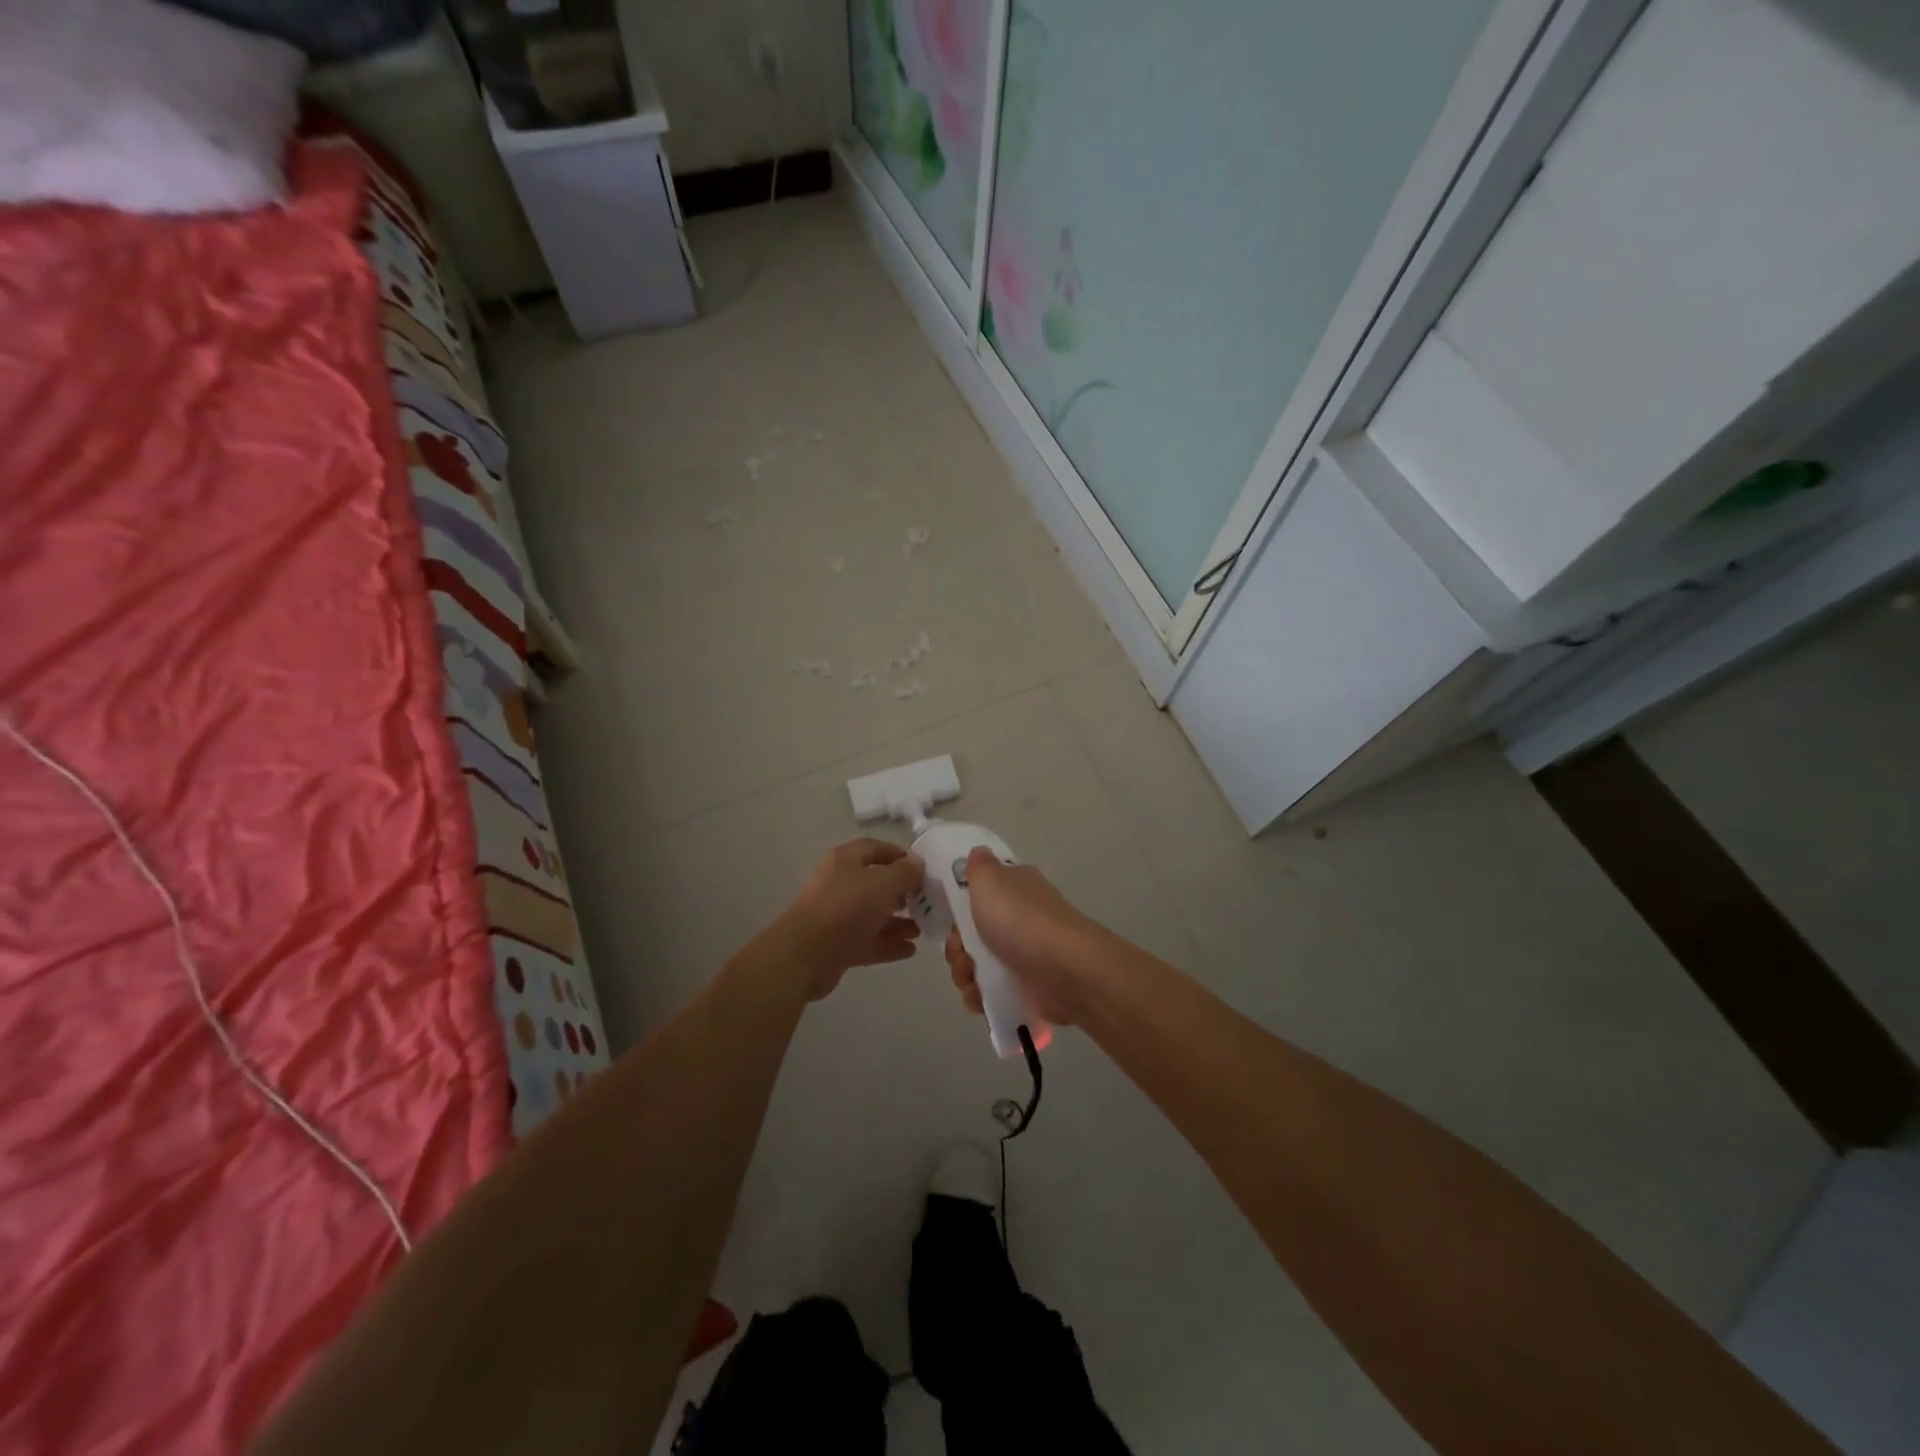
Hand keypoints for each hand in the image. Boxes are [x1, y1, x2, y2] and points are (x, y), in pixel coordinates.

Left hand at [774, 838, 924, 999]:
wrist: (806, 955)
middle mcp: (839, 884)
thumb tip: (917, 862)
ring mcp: (836, 916)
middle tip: (924, 900)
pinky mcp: (837, 945)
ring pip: (872, 915)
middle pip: (874, 883)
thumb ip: (905, 872)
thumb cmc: (847, 908)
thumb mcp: (883, 884)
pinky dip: (888, 944)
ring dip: (897, 921)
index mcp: (845, 861)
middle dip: (901, 892)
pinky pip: (867, 940)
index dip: (898, 855)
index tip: (921, 867)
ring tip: (922, 929)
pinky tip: (910, 950)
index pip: (874, 848)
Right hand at [942, 849, 1100, 1025]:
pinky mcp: (1028, 988)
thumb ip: (978, 865)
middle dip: (958, 948)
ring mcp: (1026, 955)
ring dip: (965, 975)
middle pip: (974, 933)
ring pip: (979, 964)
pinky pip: (993, 992)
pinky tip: (979, 1000)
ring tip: (971, 983)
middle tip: (961, 954)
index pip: (981, 893)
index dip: (959, 908)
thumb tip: (978, 853)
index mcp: (1016, 888)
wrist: (1063, 972)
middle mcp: (1022, 918)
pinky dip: (980, 997)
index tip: (951, 920)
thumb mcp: (990, 879)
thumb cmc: (1021, 920)